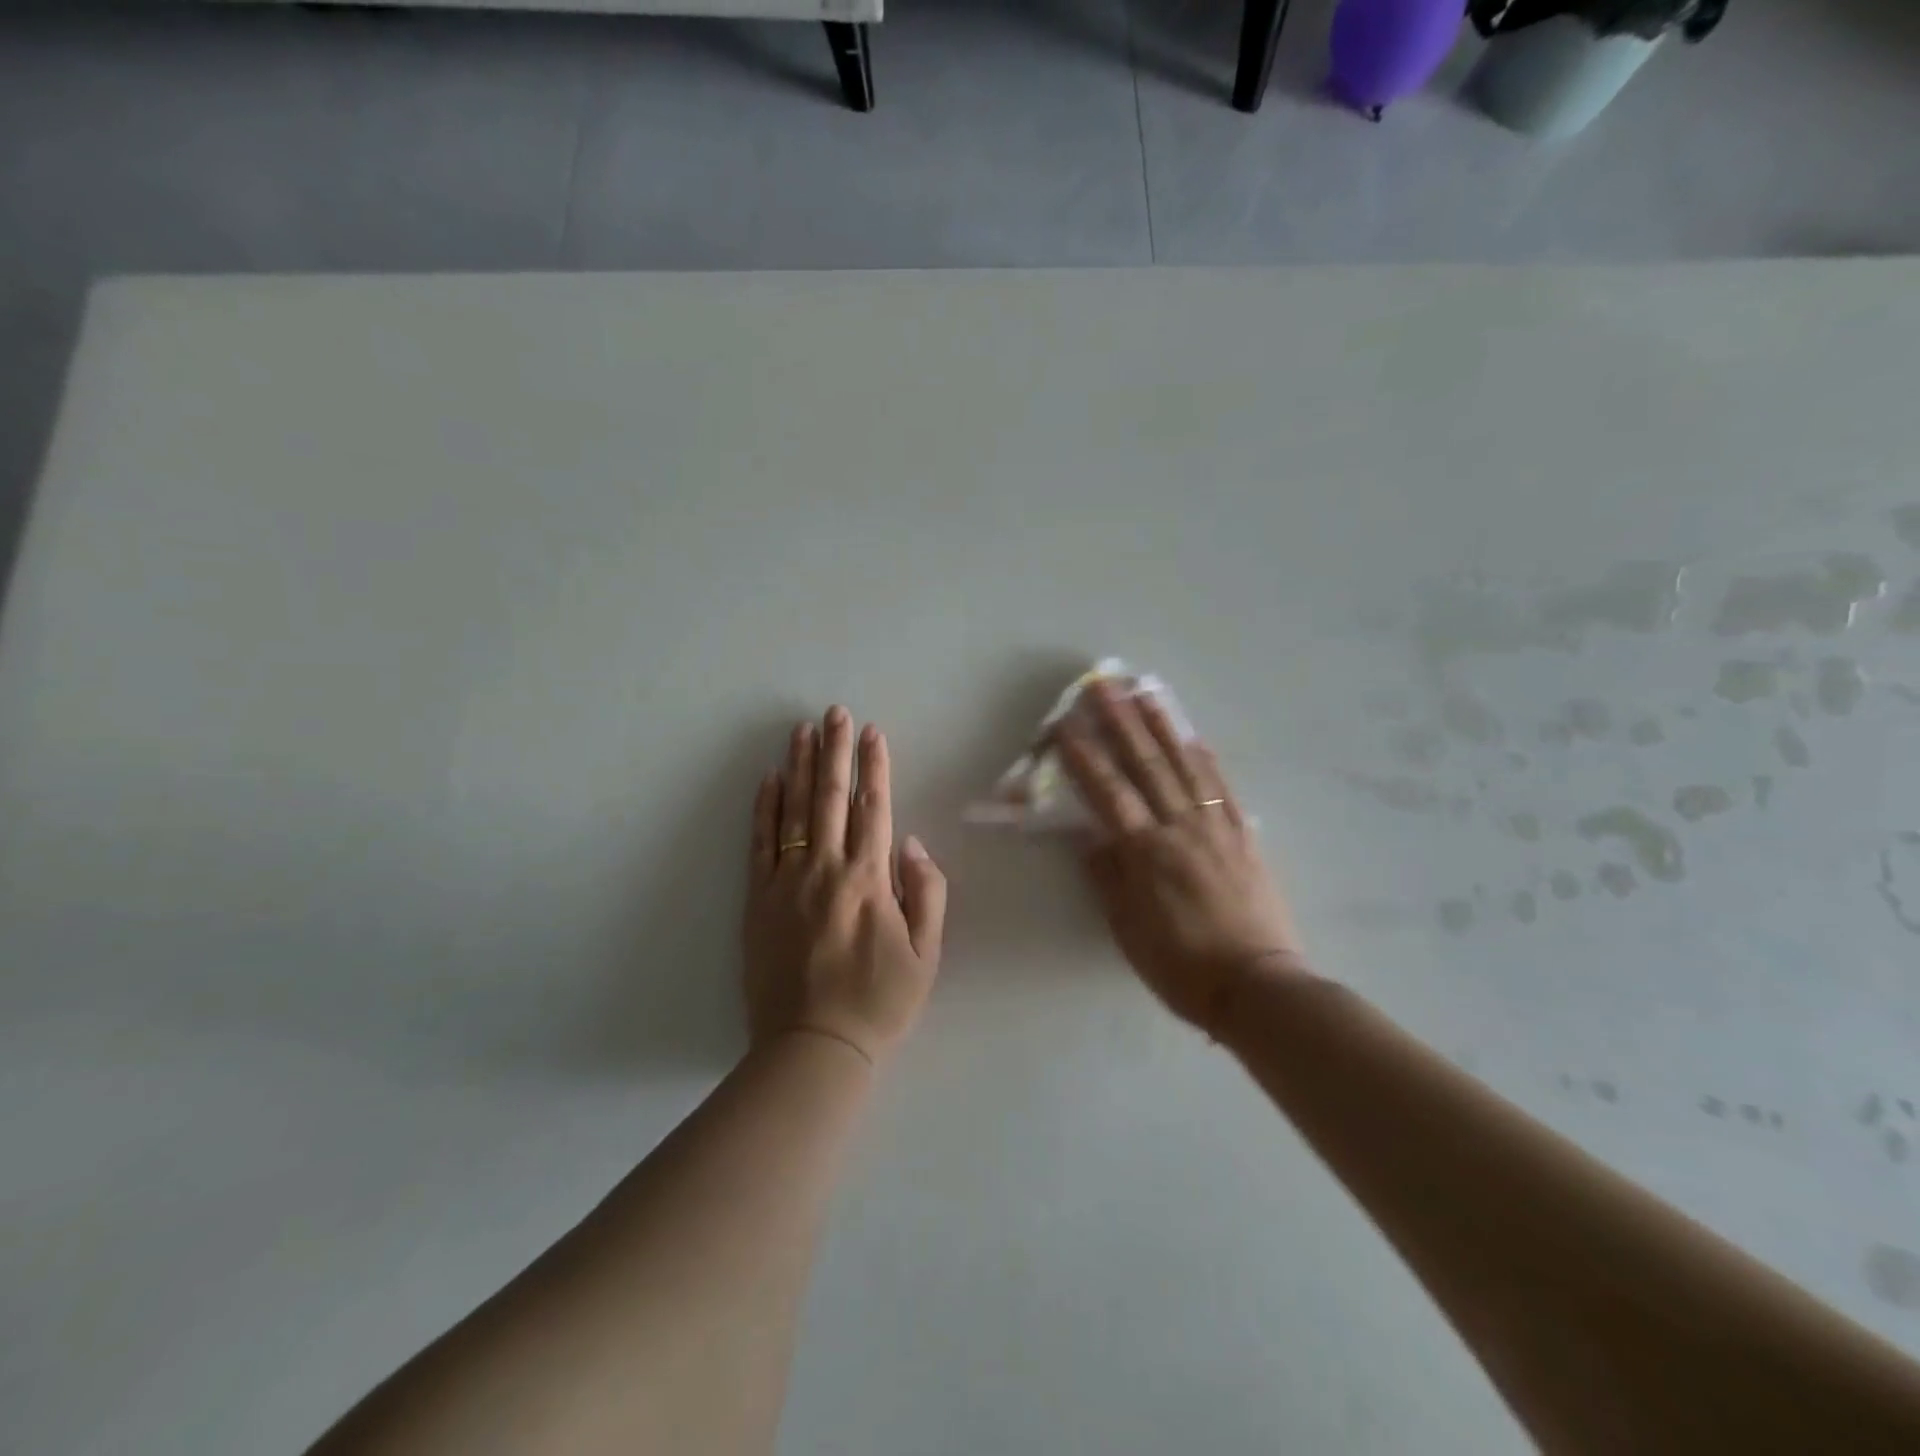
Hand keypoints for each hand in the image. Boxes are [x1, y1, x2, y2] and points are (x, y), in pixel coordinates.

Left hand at [743, 707, 947, 1066]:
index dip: (874, 767)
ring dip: (798, 766)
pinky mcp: (757, 900)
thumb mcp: (927, 955)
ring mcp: (786, 882)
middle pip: (830, 797)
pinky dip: (764, 808)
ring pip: (792, 810)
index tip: (872, 732)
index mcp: (869, 880)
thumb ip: (927, 894)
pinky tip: (768, 780)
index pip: (873, 808)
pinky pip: (760, 843)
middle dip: (834, 750)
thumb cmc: (878, 1002)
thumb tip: (913, 844)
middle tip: (834, 712)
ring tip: (801, 730)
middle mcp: (825, 869)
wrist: (813, 1047)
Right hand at [1058, 681, 1308, 1032]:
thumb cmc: (1182, 966)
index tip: (1066, 725)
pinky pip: (1222, 788)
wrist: (1259, 987)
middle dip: (1120, 722)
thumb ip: (1108, 880)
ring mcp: (1216, 828)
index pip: (1108, 793)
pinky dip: (1206, 758)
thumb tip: (1091, 841)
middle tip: (1103, 686)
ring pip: (1185, 766)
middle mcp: (1180, 829)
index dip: (1084, 757)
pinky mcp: (1243, 836)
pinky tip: (1193, 736)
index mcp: (1146, 854)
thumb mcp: (1129, 931)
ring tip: (1145, 692)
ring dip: (1162, 726)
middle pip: (1145, 766)